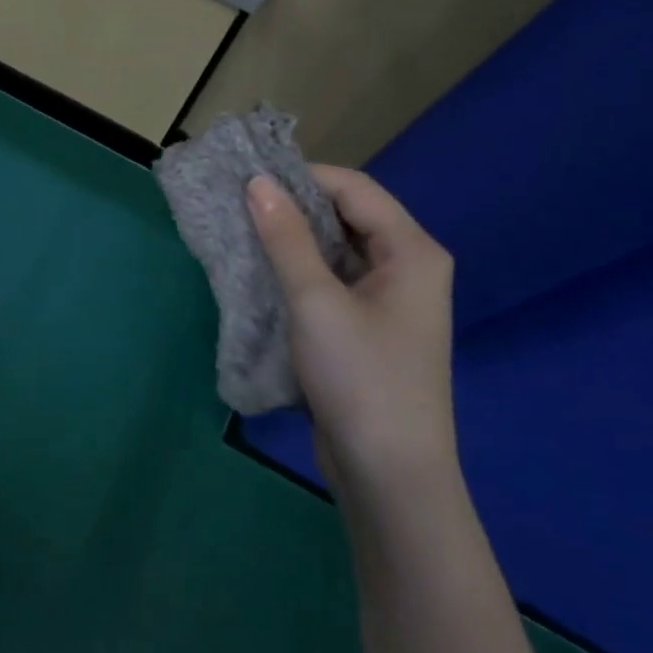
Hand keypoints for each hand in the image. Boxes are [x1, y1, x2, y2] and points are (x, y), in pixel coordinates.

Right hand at [247, 168, 455, 501]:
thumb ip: (285, 237)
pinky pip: (334, 281)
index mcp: (412, 251)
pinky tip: (265, 274)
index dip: (302, 177)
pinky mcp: (371, 327)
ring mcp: (391, 300)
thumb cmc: (359, 378)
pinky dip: (302, 271)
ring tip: (244, 234)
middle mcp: (409, 267)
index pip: (354, 188)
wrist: (389, 475)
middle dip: (295, 207)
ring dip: (295, 240)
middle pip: (348, 216)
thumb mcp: (314, 301)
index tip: (248, 180)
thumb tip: (256, 182)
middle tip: (240, 205)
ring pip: (338, 250)